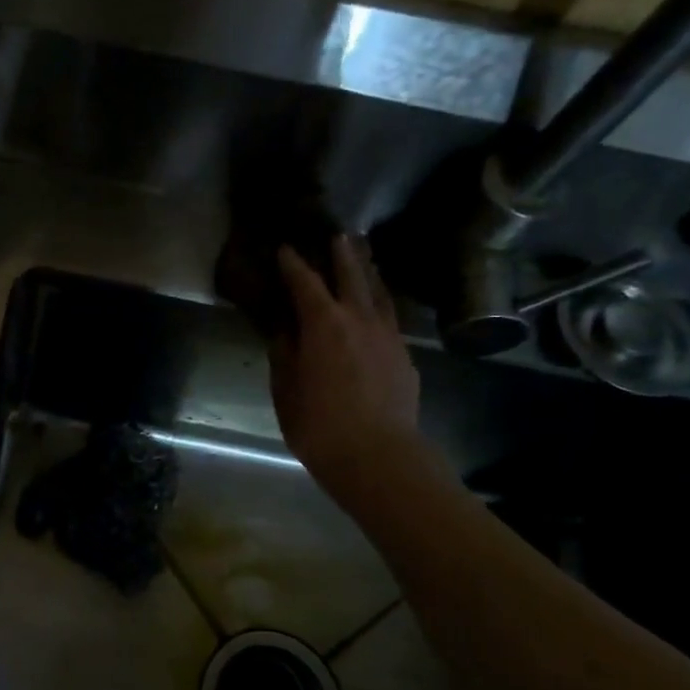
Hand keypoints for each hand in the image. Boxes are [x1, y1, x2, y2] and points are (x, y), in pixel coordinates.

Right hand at [268, 234, 421, 503]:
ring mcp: (388, 337)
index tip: (285, 249)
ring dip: (368, 274)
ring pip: (378, 294)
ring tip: (364, 259)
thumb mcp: (286, 390)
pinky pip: (390, 319)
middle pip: (352, 276)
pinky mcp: (404, 357)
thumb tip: (284, 333)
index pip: (305, 284)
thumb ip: (284, 355)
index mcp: (324, 325)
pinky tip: (377, 310)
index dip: (294, 265)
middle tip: (339, 235)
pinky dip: (380, 305)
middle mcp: (359, 320)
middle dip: (343, 255)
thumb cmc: (318, 424)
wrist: (377, 455)